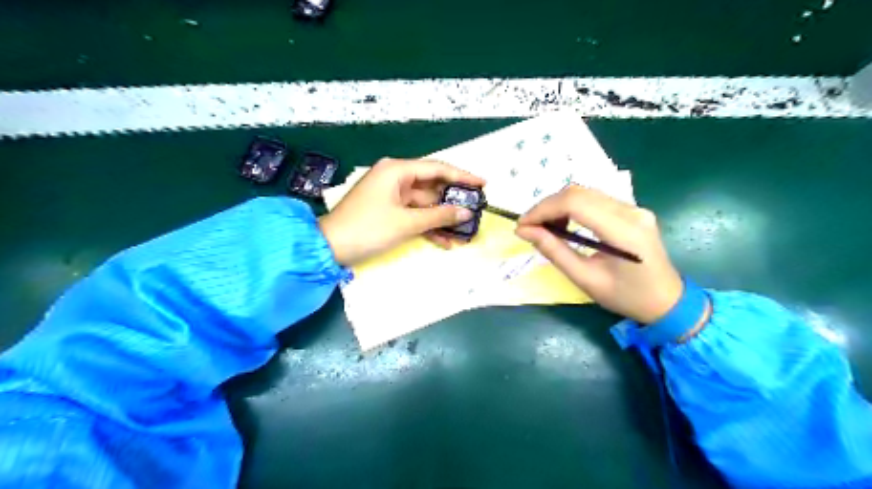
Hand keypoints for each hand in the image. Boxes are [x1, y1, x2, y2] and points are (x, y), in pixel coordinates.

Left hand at [320, 157, 484, 264]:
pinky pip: (414, 214)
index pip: (437, 168)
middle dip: (453, 201)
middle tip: (477, 209)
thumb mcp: (406, 222)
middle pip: (432, 185)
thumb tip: (467, 212)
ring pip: (425, 203)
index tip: (483, 183)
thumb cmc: (368, 229)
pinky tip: (445, 241)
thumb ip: (439, 216)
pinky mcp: (388, 211)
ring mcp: (391, 195)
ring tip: (465, 231)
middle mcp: (395, 177)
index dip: (462, 176)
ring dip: (442, 218)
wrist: (330, 248)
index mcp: (397, 170)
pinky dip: (427, 226)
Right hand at [512, 186, 683, 322]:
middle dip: (547, 207)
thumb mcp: (586, 279)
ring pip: (585, 193)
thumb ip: (554, 251)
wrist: (668, 301)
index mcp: (623, 231)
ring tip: (546, 229)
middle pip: (578, 192)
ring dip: (558, 206)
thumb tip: (524, 231)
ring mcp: (634, 207)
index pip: (575, 203)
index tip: (522, 225)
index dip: (543, 209)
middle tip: (530, 228)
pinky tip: (565, 225)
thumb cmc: (627, 297)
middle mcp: (631, 211)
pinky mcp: (632, 209)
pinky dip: (572, 208)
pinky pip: (595, 199)